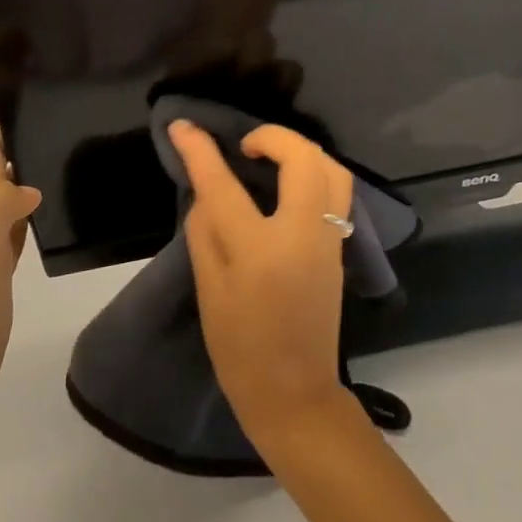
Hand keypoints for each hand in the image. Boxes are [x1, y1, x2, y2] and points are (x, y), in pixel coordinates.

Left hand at [0, 92, 42, 410]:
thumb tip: (30, 184)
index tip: (2, 74)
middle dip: (6, 120)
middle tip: (43, 94)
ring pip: (6, 180)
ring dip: (20, 153)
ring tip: (56, 130)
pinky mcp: (5, 259)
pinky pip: (21, 212)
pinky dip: (33, 192)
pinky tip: (53, 193)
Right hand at [166, 120, 356, 447]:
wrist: (296, 395)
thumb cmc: (240, 350)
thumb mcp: (209, 291)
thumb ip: (206, 231)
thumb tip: (208, 191)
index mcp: (259, 250)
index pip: (224, 185)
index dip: (199, 150)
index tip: (182, 126)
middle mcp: (302, 235)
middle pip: (302, 159)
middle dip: (273, 136)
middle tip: (244, 145)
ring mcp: (328, 241)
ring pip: (333, 169)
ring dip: (301, 150)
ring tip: (270, 158)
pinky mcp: (339, 249)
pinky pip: (336, 192)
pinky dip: (314, 172)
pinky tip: (289, 183)